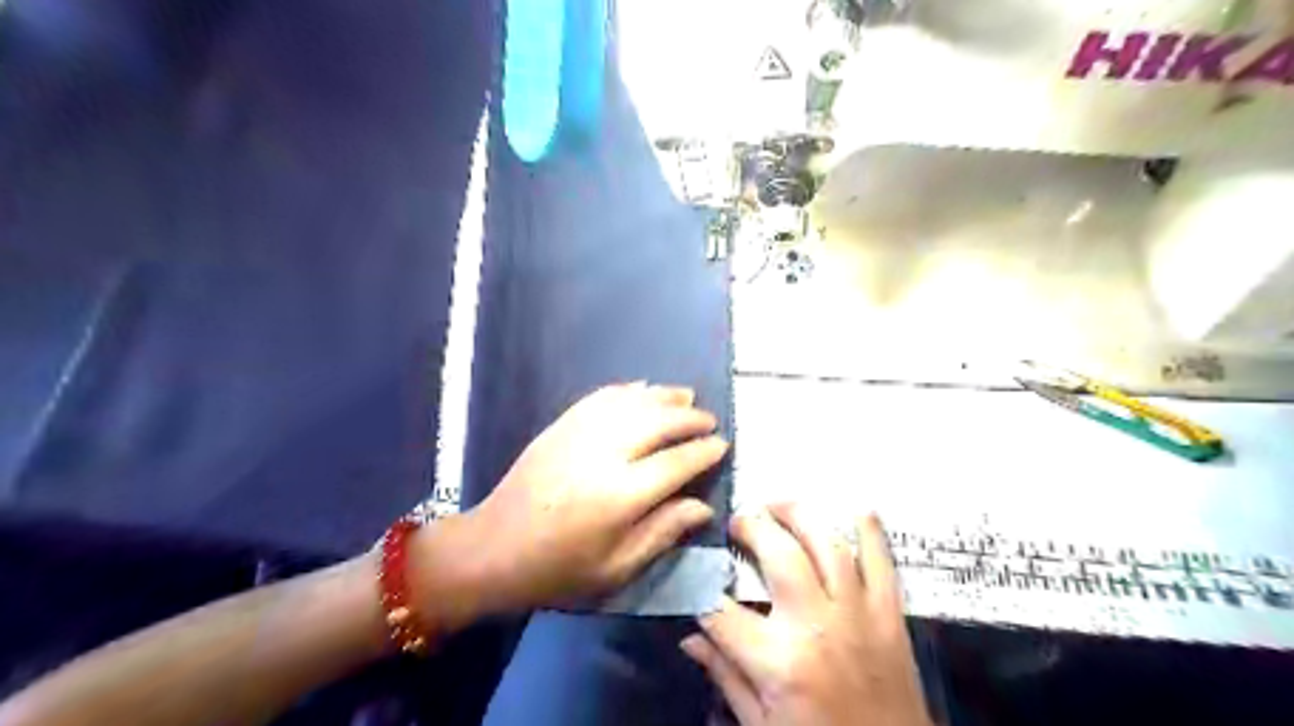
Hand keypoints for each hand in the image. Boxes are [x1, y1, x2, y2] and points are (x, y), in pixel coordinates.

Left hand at [421, 381, 731, 626]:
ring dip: (663, 396)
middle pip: (658, 423)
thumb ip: (663, 532)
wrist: (494, 549)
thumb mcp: (617, 568)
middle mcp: (604, 455)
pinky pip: (600, 398)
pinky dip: (627, 390)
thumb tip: (702, 507)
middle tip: (709, 420)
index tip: (722, 445)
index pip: (676, 462)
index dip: (703, 451)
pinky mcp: (560, 426)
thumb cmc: (559, 569)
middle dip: (689, 418)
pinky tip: (643, 389)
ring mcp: (578, 434)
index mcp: (621, 496)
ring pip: (631, 402)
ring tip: (686, 396)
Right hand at [682, 503, 935, 725]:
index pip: (721, 611)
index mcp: (778, 662)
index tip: (696, 577)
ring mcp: (857, 614)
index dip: (701, 591)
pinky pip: (882, 561)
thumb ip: (726, 677)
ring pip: (827, 544)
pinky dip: (871, 531)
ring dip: (800, 514)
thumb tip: (690, 639)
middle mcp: (816, 625)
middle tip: (738, 522)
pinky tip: (856, 509)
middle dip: (752, 527)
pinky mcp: (890, 615)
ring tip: (778, 505)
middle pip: (778, 554)